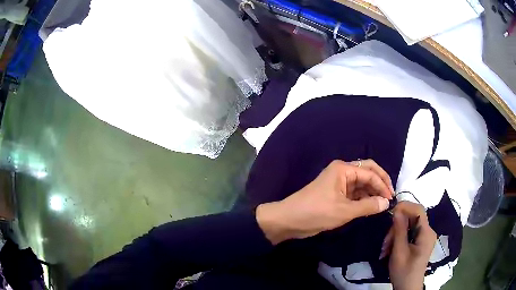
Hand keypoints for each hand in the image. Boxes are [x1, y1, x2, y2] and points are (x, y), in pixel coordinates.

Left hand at [256, 160, 393, 244]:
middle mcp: (342, 172)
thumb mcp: (344, 211)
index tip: (392, 198)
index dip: (383, 184)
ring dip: (372, 192)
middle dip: (380, 184)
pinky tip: (371, 206)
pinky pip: (354, 193)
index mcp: (344, 169)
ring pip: (361, 184)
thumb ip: (368, 206)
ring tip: (383, 204)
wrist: (289, 220)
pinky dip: (363, 199)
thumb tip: (386, 203)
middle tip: (390, 197)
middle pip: (367, 173)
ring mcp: (339, 183)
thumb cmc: (316, 212)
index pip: (370, 172)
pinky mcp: (336, 194)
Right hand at [382, 202, 436, 289]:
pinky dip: (398, 239)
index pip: (418, 210)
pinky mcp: (420, 241)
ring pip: (409, 226)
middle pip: (412, 218)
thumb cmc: (404, 272)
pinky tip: (390, 249)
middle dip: (396, 227)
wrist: (408, 288)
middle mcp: (428, 231)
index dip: (405, 207)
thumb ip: (399, 230)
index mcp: (426, 233)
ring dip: (395, 235)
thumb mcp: (399, 252)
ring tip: (385, 250)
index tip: (390, 213)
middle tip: (384, 242)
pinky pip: (409, 233)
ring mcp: (425, 236)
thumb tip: (397, 210)